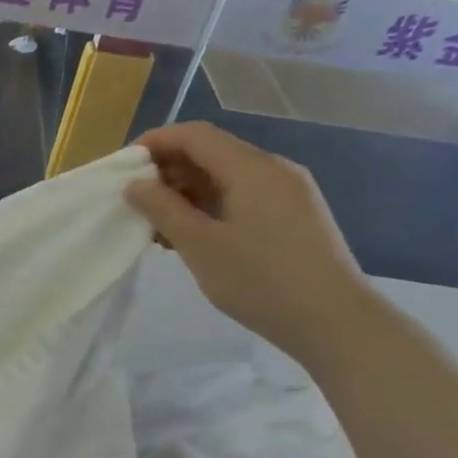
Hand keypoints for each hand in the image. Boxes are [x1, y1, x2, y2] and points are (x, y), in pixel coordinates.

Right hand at [124, 122, 372, 359]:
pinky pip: (243, 196)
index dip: (154, 143)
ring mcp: (288, 192)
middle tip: (136, 202)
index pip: (195, 135)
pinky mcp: (294, 216)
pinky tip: (193, 236)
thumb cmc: (261, 280)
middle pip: (211, 152)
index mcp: (252, 168)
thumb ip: (163, 209)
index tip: (122, 168)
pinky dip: (210, 206)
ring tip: (158, 226)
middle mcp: (274, 169)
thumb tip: (135, 184)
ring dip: (187, 192)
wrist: (335, 321)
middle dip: (168, 170)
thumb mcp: (200, 245)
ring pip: (226, 177)